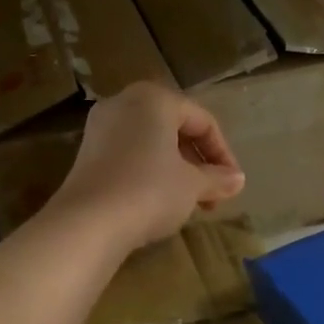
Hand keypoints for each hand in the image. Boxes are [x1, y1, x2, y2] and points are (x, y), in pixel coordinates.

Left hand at [44, 83, 245, 252]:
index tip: (232, 184)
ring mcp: (101, 127)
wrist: (88, 223)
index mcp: (155, 99)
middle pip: (175, 129)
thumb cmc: (149, 191)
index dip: (223, 154)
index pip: (203, 121)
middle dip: (199, 163)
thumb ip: (217, 178)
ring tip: (190, 202)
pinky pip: (129, 155)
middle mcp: (124, 103)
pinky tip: (159, 202)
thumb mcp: (192, 186)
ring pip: (151, 143)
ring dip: (177, 170)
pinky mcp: (86, 153)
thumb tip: (237, 180)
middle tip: (213, 195)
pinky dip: (150, 172)